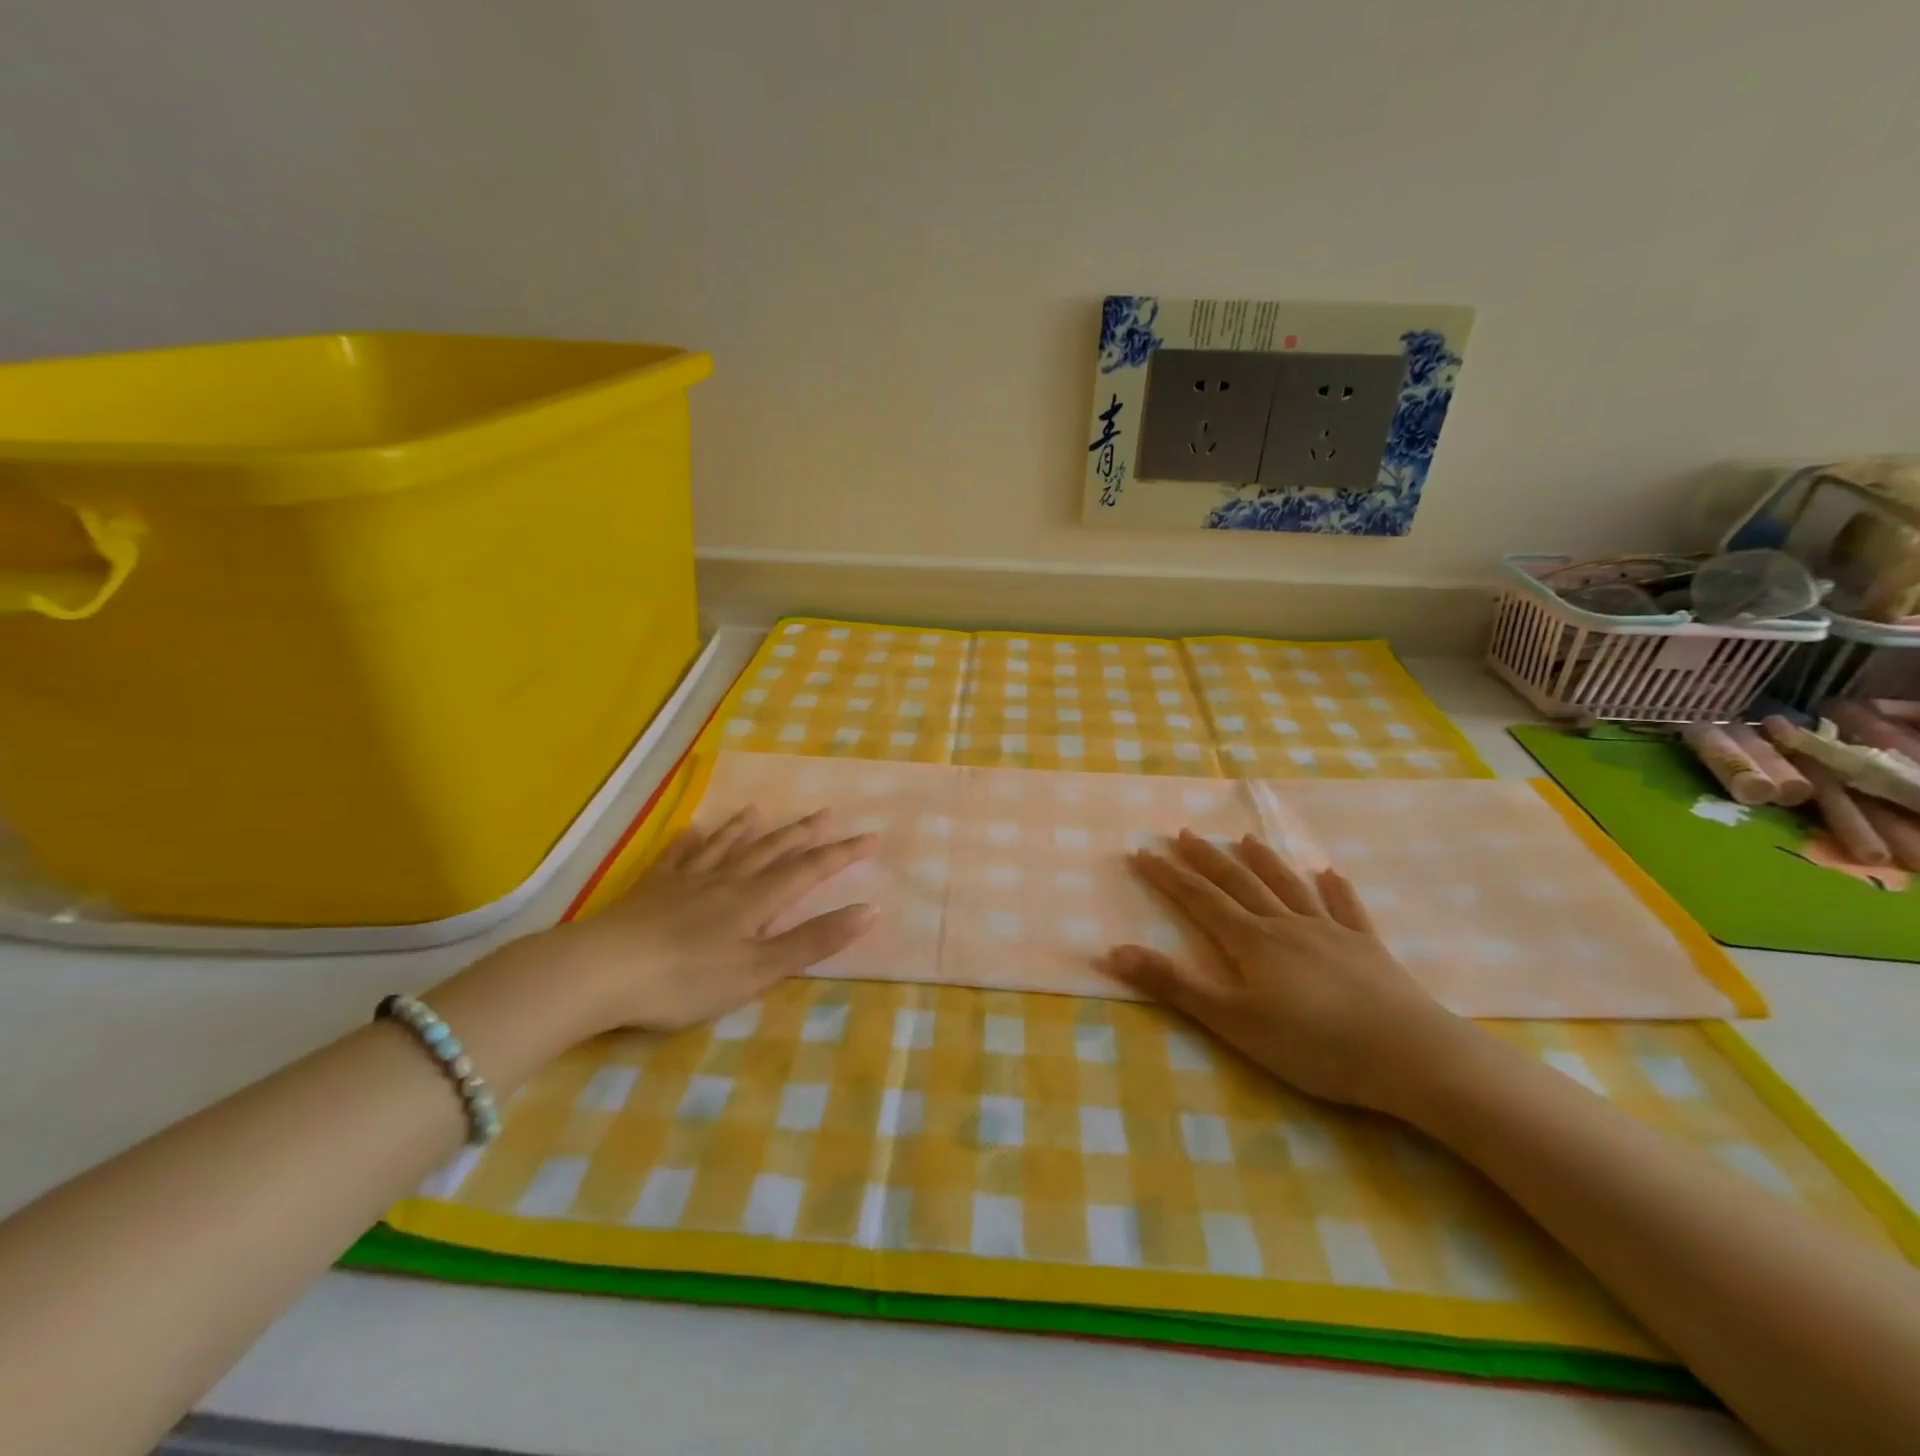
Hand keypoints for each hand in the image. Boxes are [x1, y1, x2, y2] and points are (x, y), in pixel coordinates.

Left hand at [549, 807, 876, 1032]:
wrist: (602, 971)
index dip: (841, 855)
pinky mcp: (651, 890)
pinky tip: (692, 830)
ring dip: (746, 830)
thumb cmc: (687, 979)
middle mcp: (726, 881)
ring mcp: (686, 881)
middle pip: (770, 851)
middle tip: (825, 813)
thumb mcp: (759, 970)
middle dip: (802, 834)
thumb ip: (813, 941)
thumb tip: (869, 910)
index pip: (808, 871)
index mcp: (755, 900)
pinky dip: (690, 842)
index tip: (870, 837)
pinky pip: (677, 857)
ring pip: (725, 847)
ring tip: (761, 810)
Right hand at [1102, 830, 1467, 1117]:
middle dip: (1207, 859)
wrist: (1408, 1055)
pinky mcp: (1368, 948)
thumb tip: (1113, 951)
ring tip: (1246, 838)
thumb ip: (1174, 985)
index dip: (1168, 876)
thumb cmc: (1312, 1044)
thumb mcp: (1231, 1020)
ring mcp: (1330, 932)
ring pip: (1288, 886)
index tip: (1143, 852)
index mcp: (1251, 941)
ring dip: (1265, 861)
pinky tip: (1331, 874)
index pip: (1199, 899)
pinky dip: (1336, 890)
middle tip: (1185, 833)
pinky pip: (1347, 909)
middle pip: (1239, 883)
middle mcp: (1285, 925)